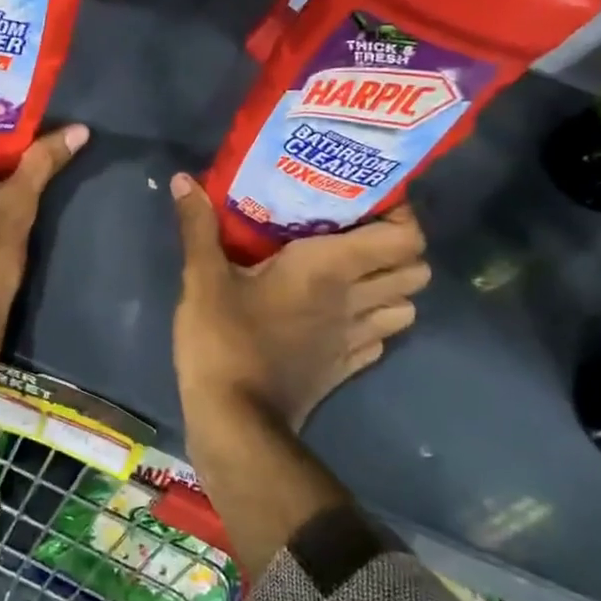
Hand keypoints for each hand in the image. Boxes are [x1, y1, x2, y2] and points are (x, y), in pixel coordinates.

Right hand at [169, 174, 428, 433]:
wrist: (235, 421)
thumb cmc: (223, 340)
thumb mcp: (202, 279)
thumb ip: (198, 227)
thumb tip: (183, 178)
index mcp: (329, 268)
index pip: (404, 237)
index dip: (400, 215)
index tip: (369, 200)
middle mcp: (354, 300)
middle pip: (416, 270)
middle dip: (398, 249)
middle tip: (358, 233)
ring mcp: (355, 339)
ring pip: (406, 306)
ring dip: (391, 287)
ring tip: (355, 272)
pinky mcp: (345, 368)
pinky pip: (380, 339)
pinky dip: (373, 323)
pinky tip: (341, 316)